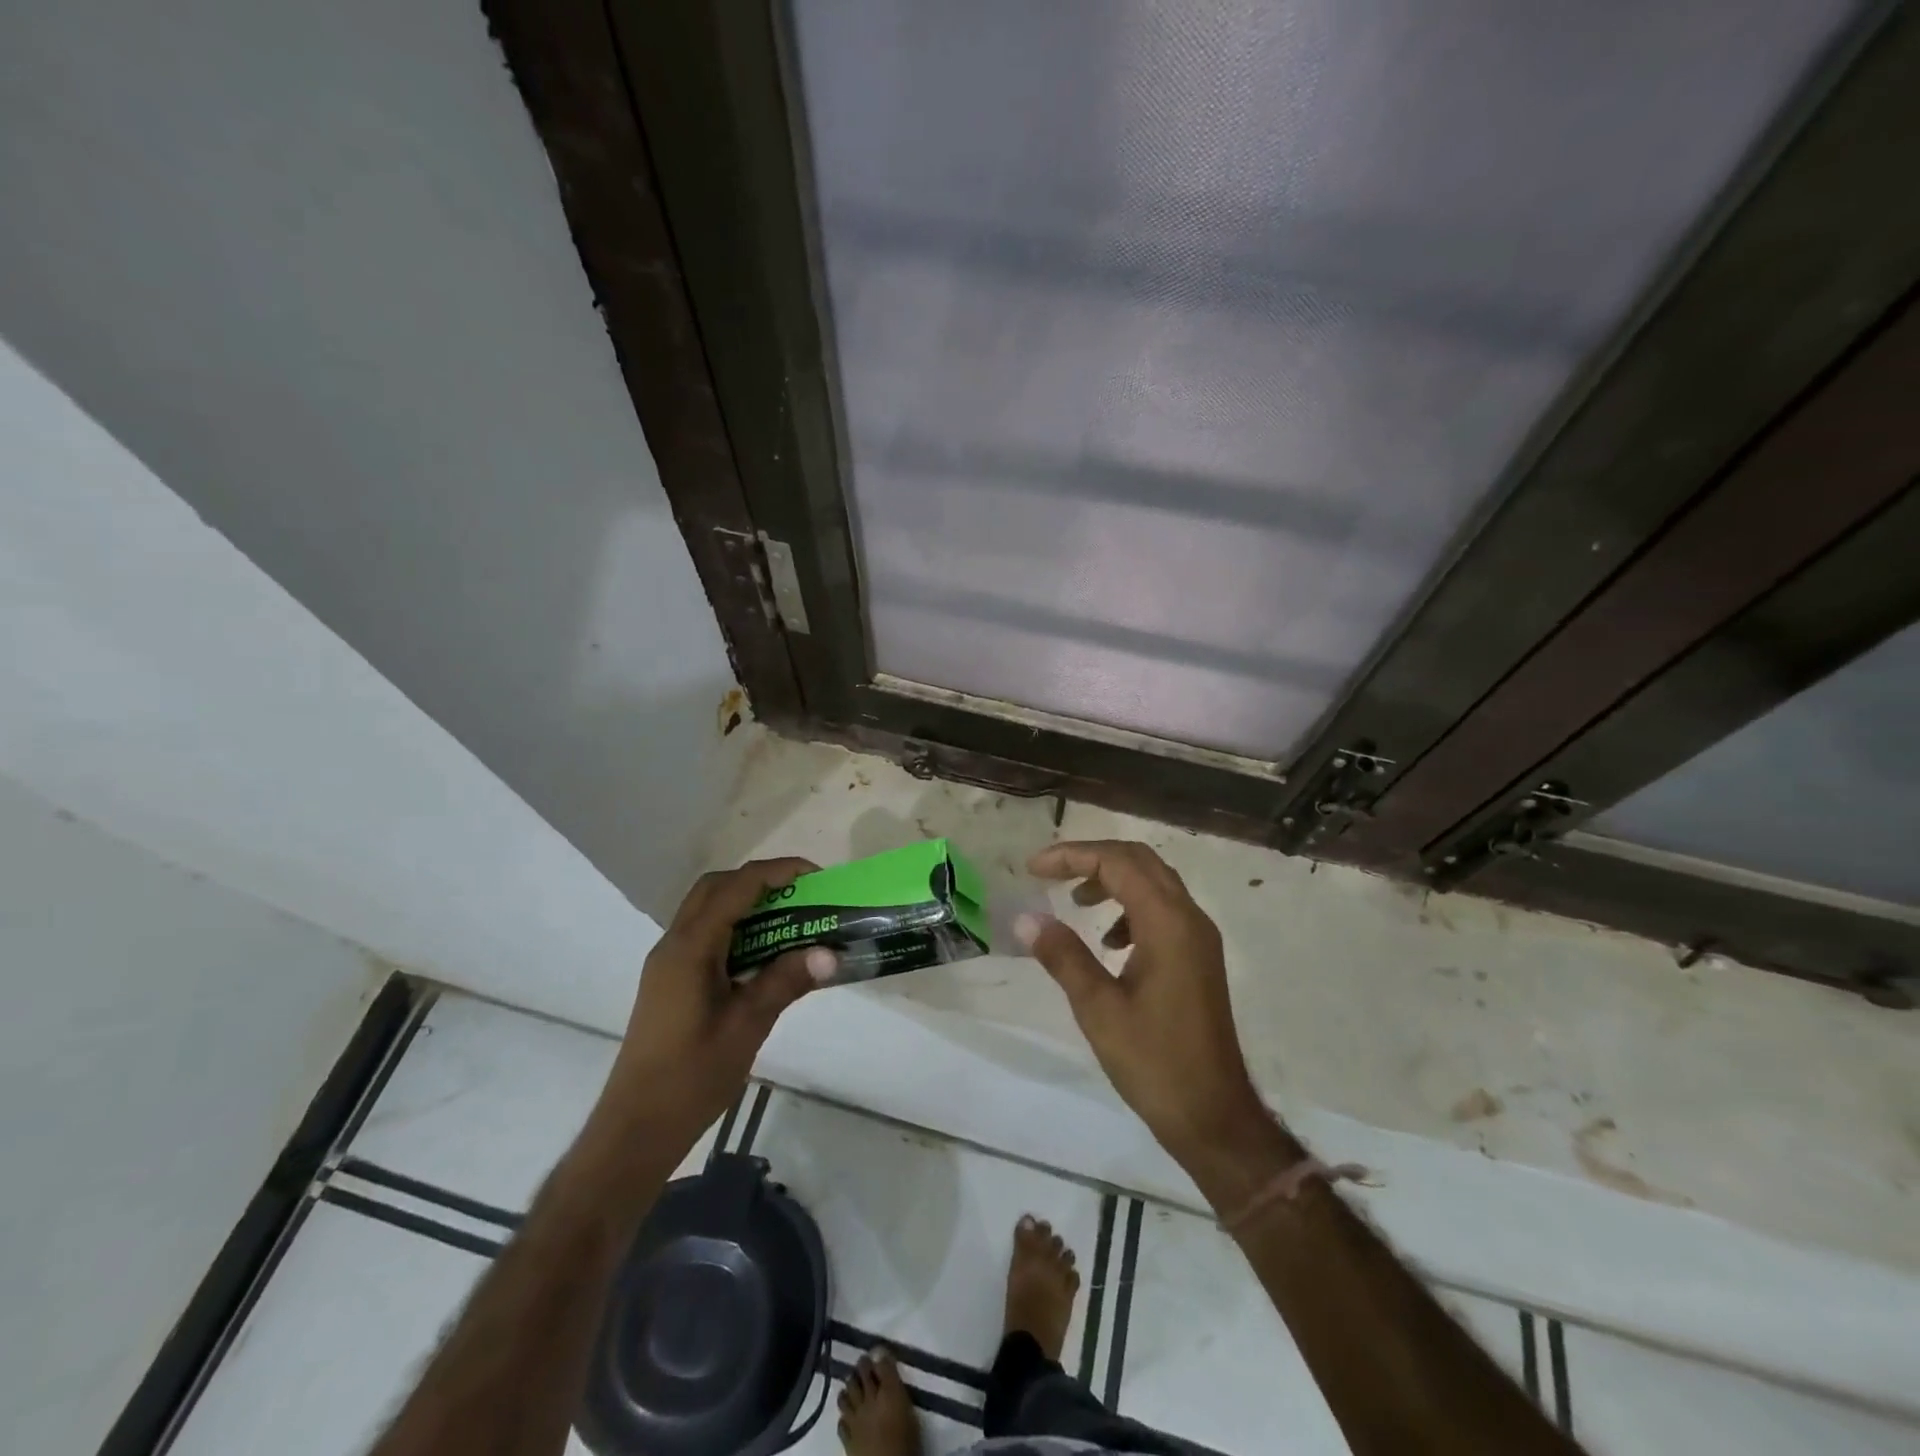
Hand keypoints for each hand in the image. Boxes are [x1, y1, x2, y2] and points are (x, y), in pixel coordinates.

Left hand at [604, 858, 835, 1139]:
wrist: (636, 1128)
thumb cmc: (691, 1077)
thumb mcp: (747, 1026)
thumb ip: (785, 982)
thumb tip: (830, 953)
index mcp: (690, 949)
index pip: (735, 888)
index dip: (777, 872)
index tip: (816, 877)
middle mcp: (674, 944)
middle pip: (716, 888)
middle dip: (760, 881)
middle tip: (801, 895)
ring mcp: (668, 962)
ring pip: (707, 910)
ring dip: (747, 903)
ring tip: (790, 920)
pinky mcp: (670, 981)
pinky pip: (705, 935)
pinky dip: (735, 928)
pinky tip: (763, 954)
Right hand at [1020, 840, 1269, 1167]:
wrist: (1213, 1115)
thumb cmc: (1154, 1061)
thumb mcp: (1098, 1008)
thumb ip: (1063, 955)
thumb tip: (1026, 918)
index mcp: (1168, 923)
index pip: (1117, 862)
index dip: (1072, 856)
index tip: (1033, 869)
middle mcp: (1189, 918)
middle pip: (1139, 861)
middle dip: (1092, 858)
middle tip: (1050, 873)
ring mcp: (1199, 937)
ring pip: (1153, 882)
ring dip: (1112, 880)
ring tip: (1075, 901)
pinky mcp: (1198, 957)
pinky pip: (1163, 910)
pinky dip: (1130, 907)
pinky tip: (1108, 941)